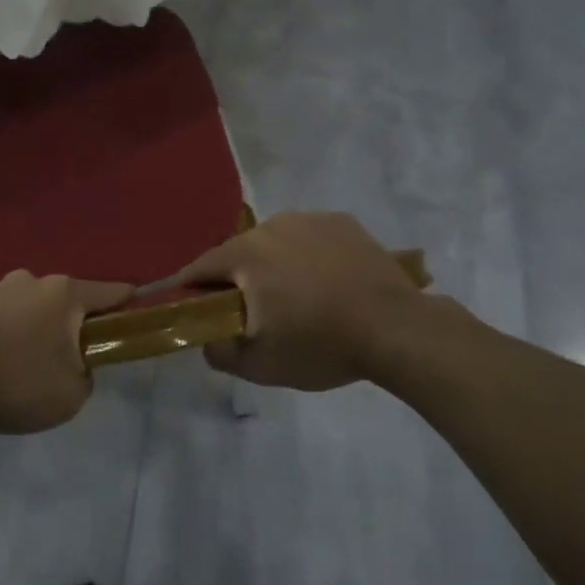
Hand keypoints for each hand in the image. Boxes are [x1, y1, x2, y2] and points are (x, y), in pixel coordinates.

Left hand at [0, 271, 132, 433]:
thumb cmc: (16, 381)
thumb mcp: (70, 396)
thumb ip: (84, 377)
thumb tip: (76, 367)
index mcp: (62, 294)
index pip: (106, 292)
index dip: (124, 300)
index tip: (134, 302)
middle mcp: (28, 281)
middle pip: (59, 299)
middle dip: (65, 322)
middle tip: (63, 355)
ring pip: (21, 305)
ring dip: (26, 325)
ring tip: (17, 360)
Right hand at [174, 211, 440, 390]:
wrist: (396, 328)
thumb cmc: (320, 344)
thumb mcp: (260, 365)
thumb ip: (220, 352)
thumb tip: (207, 340)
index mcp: (245, 254)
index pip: (201, 266)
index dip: (190, 286)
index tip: (189, 304)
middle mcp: (272, 226)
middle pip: (240, 252)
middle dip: (237, 278)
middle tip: (251, 310)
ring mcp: (310, 219)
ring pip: (276, 242)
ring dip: (275, 264)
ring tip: (296, 296)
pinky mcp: (343, 222)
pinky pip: (311, 238)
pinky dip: (310, 256)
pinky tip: (328, 282)